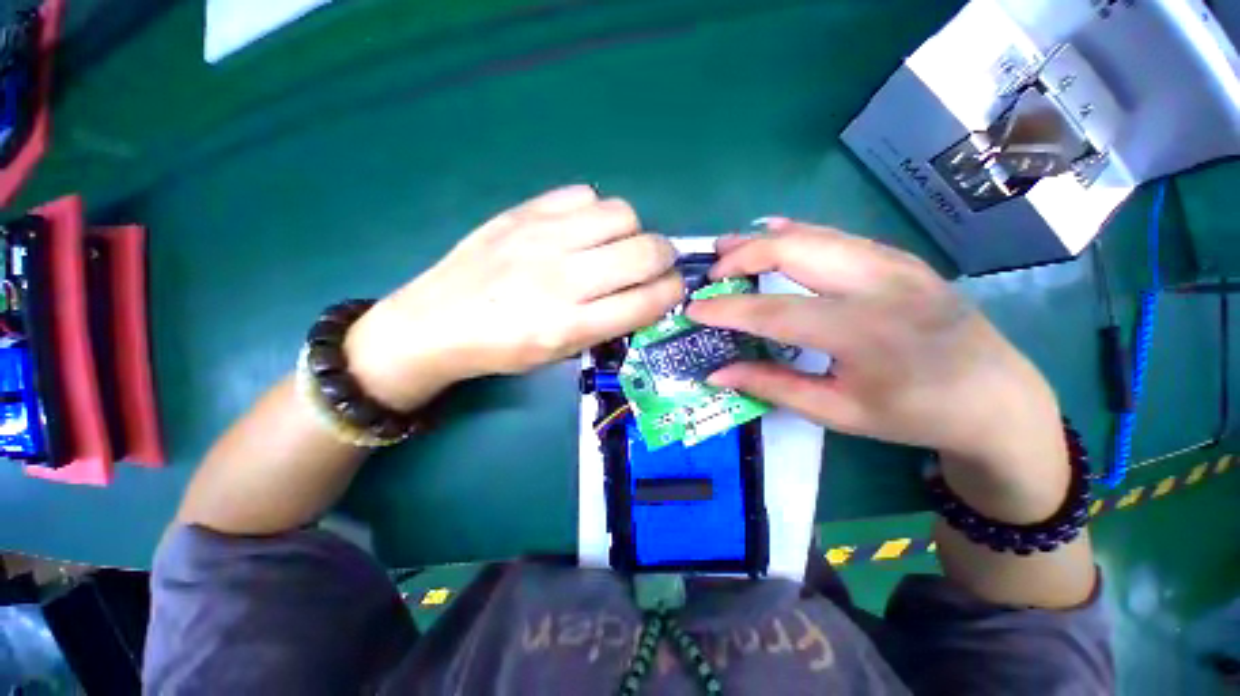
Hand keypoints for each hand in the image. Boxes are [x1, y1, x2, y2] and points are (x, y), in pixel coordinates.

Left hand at [345, 186, 683, 409]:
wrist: (434, 322)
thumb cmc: (501, 349)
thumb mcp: (559, 354)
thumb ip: (607, 324)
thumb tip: (645, 293)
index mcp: (570, 325)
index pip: (646, 300)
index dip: (671, 292)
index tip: (673, 289)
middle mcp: (562, 278)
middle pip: (645, 251)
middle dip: (664, 258)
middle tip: (654, 265)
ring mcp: (542, 238)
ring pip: (622, 215)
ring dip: (632, 232)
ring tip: (616, 245)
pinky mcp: (523, 212)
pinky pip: (584, 195)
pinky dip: (595, 212)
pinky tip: (582, 229)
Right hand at [686, 219, 1064, 489]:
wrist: (997, 396)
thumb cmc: (915, 414)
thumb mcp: (838, 412)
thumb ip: (772, 386)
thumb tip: (717, 374)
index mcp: (863, 332)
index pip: (773, 311)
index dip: (725, 309)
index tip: (693, 309)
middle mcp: (878, 283)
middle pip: (792, 250)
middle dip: (741, 256)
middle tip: (710, 275)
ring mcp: (892, 262)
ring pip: (812, 234)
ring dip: (762, 239)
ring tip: (727, 248)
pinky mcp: (897, 256)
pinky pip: (834, 236)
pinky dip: (794, 234)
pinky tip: (772, 237)